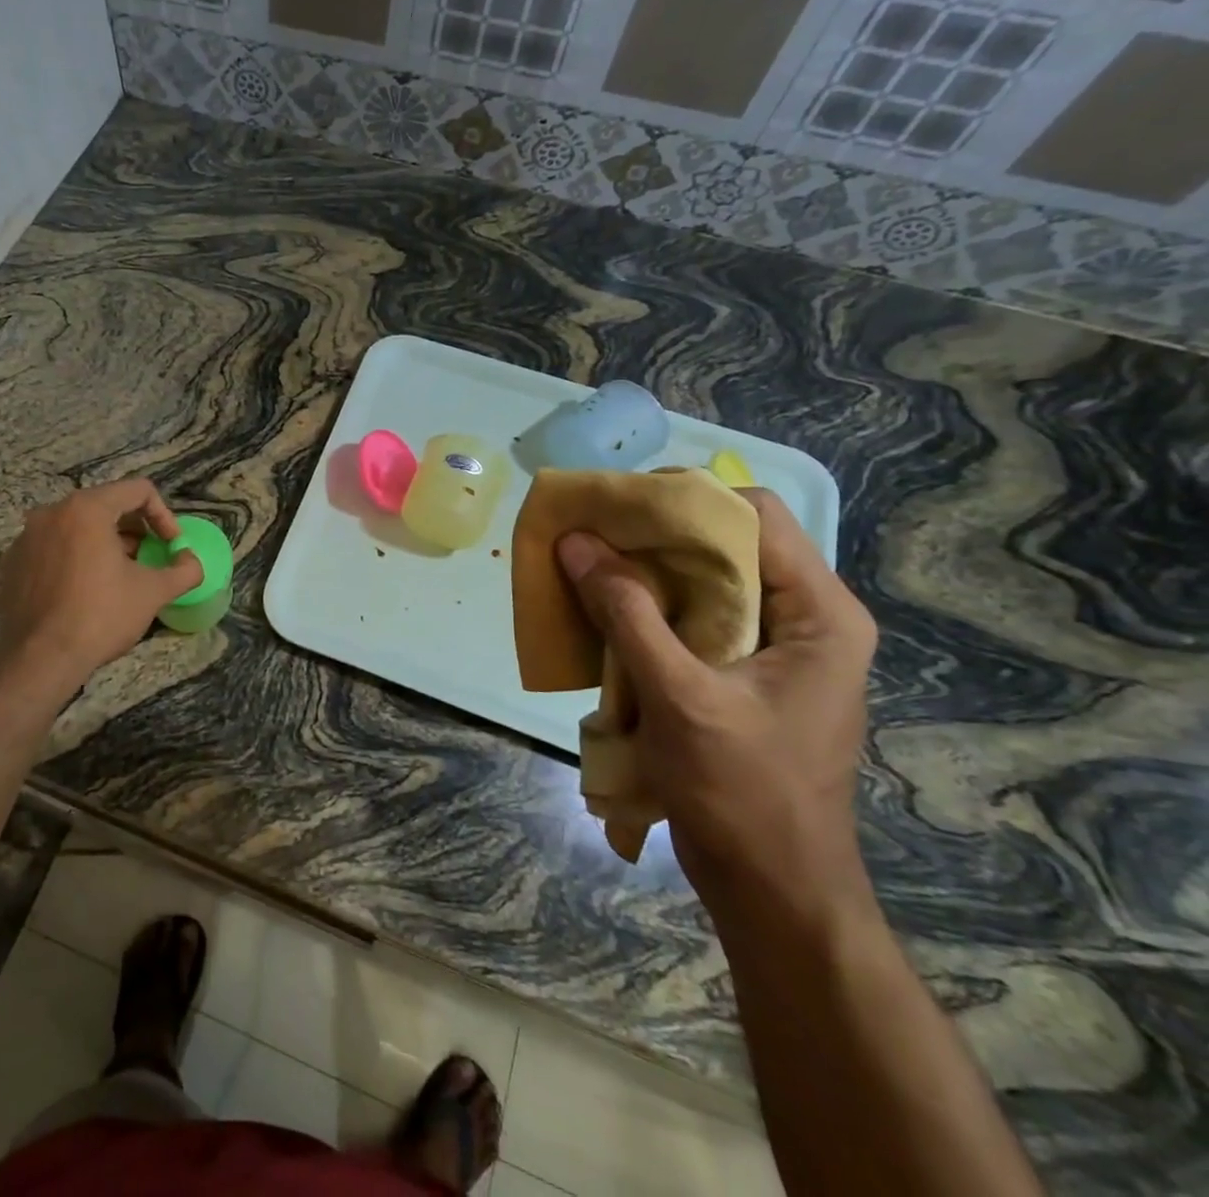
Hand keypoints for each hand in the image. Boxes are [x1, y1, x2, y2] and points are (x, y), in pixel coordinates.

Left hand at [0, 479, 202, 686]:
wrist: (39, 659)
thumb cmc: (100, 616)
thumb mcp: (153, 592)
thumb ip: (183, 570)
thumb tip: (192, 562)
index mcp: (87, 508)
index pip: (138, 490)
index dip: (164, 515)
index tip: (171, 545)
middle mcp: (52, 512)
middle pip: (106, 505)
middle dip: (134, 530)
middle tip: (149, 559)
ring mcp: (27, 537)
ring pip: (77, 527)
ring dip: (105, 544)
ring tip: (119, 576)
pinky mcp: (13, 562)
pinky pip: (53, 547)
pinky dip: (76, 558)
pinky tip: (85, 591)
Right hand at [556, 489, 877, 922]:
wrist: (774, 892)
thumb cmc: (744, 793)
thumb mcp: (679, 696)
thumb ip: (627, 613)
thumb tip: (576, 542)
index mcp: (818, 613)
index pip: (754, 515)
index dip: (685, 501)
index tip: (618, 510)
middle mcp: (800, 619)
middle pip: (723, 545)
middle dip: (652, 537)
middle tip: (587, 537)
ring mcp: (770, 650)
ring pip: (700, 583)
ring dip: (642, 576)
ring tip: (583, 570)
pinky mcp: (738, 677)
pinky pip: (688, 621)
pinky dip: (644, 612)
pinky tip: (601, 618)